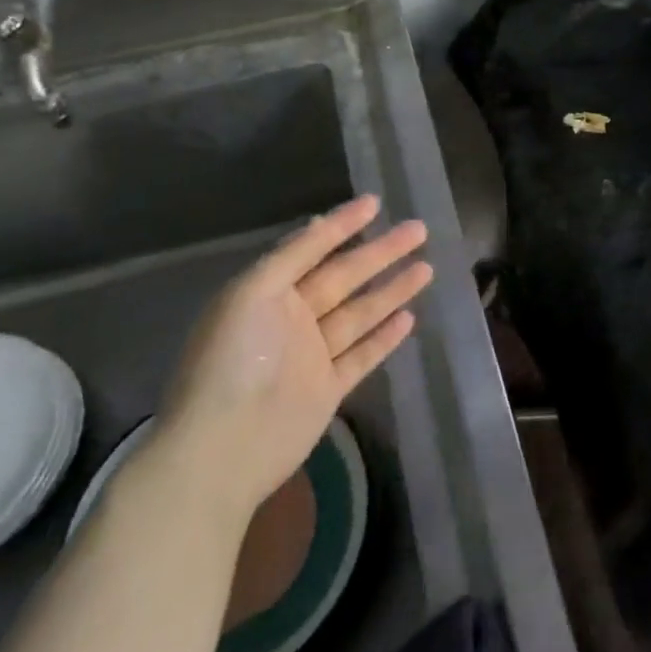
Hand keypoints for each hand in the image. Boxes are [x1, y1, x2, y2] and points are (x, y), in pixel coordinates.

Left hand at [154, 196, 431, 525]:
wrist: (223, 448)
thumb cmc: (234, 361)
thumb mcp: (253, 293)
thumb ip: (291, 257)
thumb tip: (320, 223)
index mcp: (267, 292)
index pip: (311, 248)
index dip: (342, 224)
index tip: (375, 202)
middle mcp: (291, 318)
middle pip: (345, 276)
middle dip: (381, 252)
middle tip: (418, 229)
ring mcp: (311, 355)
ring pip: (360, 313)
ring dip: (392, 290)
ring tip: (427, 267)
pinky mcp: (328, 389)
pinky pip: (362, 355)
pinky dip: (385, 337)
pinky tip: (409, 318)